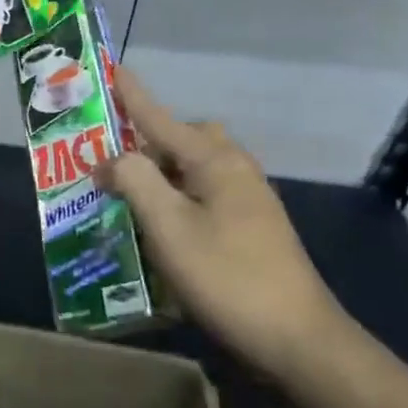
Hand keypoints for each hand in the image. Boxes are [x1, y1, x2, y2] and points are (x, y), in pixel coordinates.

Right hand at [101, 67, 349, 379]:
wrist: (297, 338)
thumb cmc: (226, 275)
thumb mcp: (168, 226)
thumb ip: (135, 180)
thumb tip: (110, 160)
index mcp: (215, 161)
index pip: (162, 119)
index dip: (134, 97)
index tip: (114, 70)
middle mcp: (236, 170)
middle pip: (186, 139)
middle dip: (150, 140)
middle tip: (115, 162)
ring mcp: (249, 200)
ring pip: (197, 168)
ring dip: (163, 172)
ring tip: (130, 194)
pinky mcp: (253, 227)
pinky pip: (206, 193)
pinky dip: (178, 196)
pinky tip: (163, 225)